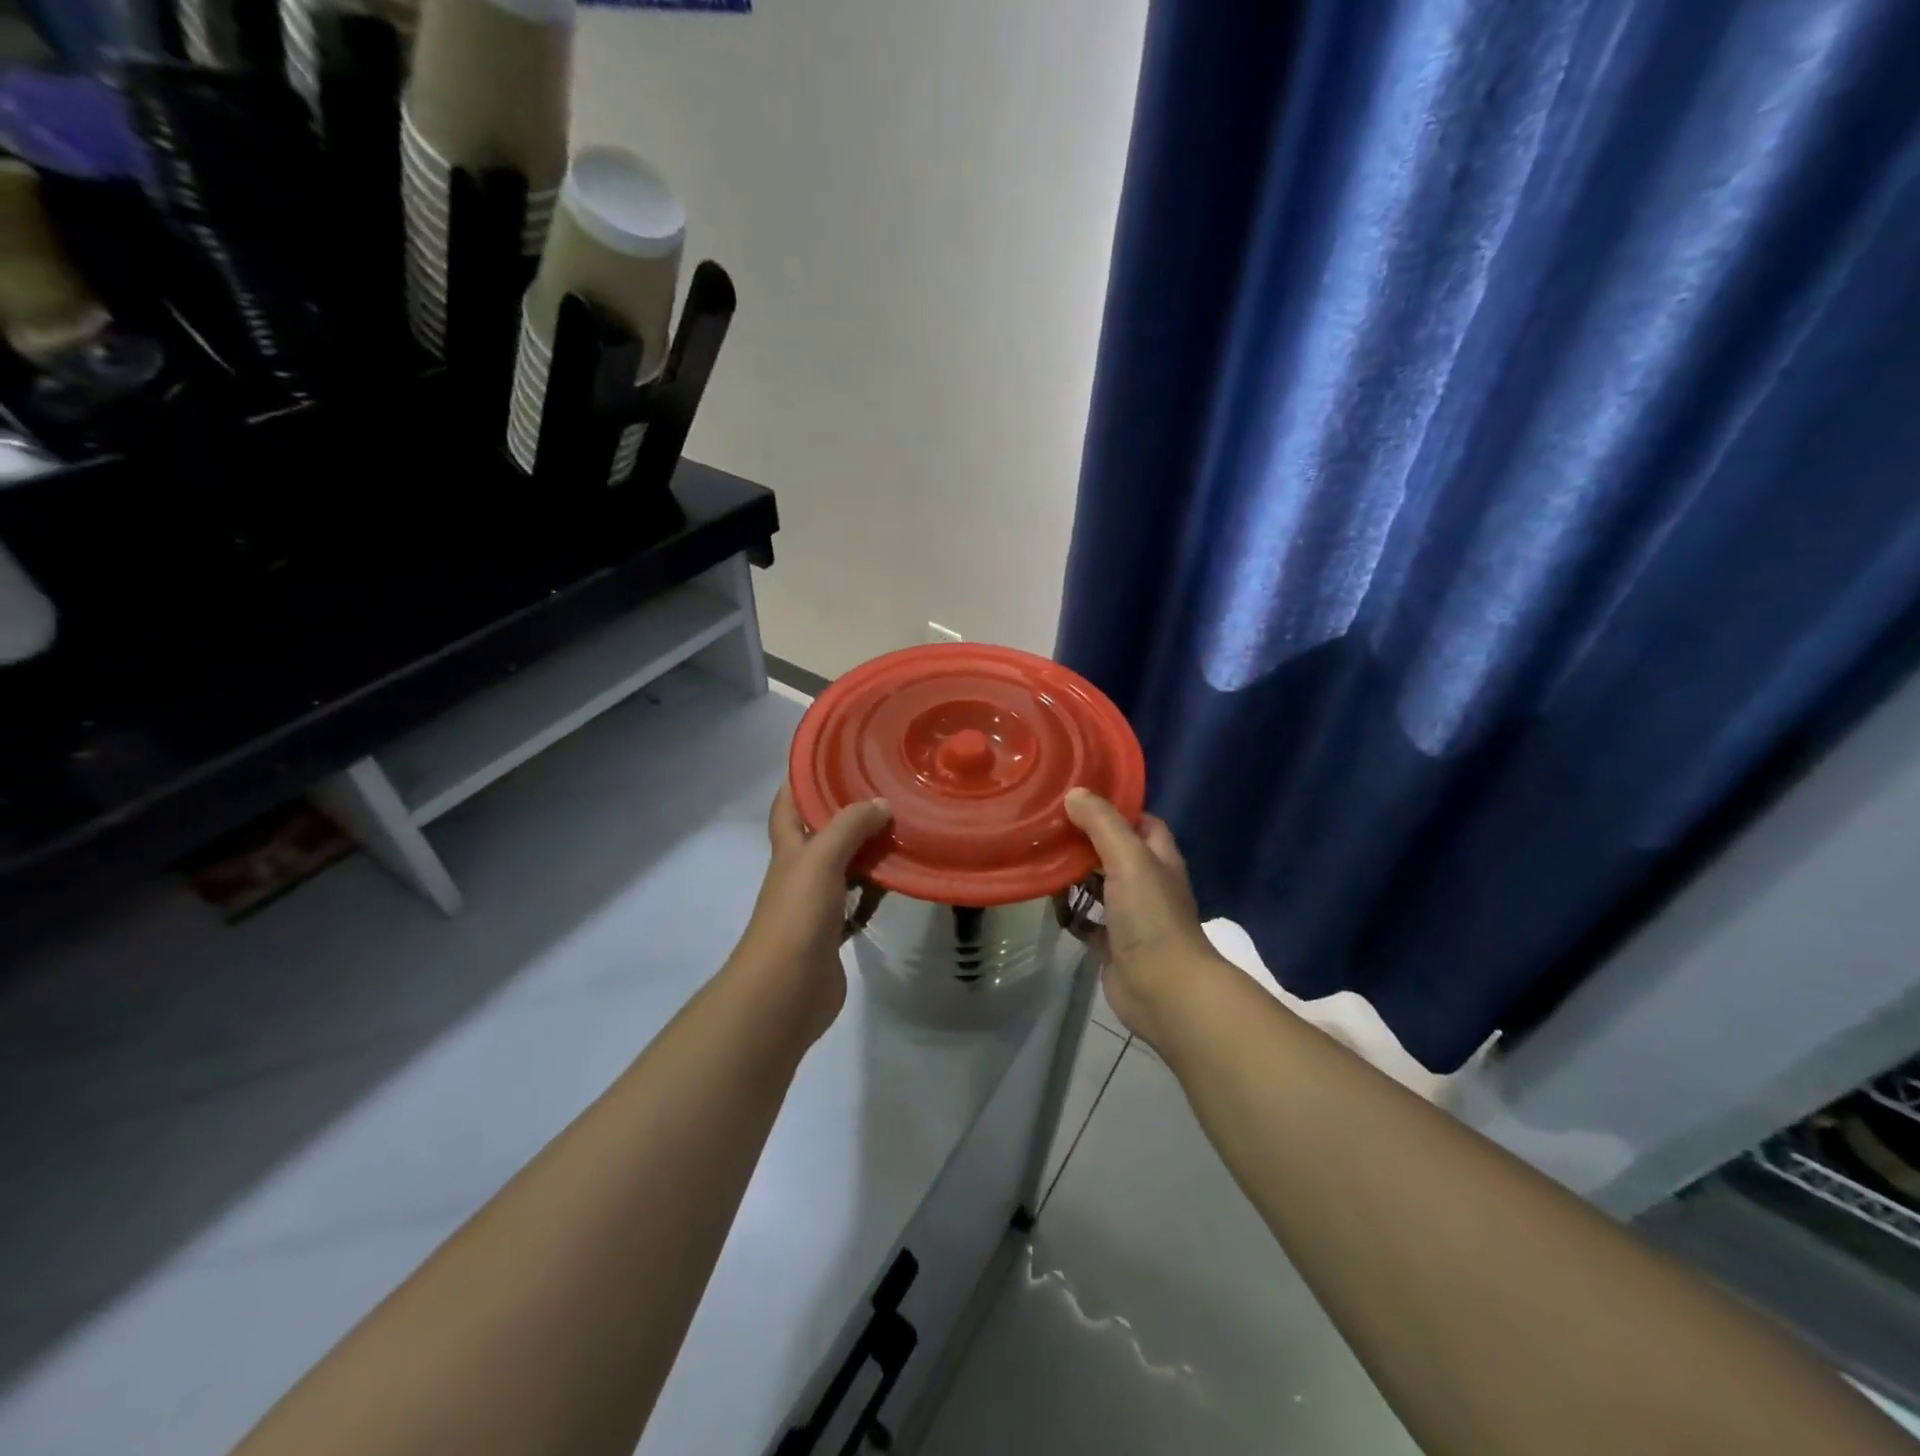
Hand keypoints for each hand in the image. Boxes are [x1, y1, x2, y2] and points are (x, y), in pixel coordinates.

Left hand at [726, 786, 892, 1045]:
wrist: (785, 991)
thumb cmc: (797, 916)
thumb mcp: (820, 859)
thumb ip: (849, 827)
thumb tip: (880, 803)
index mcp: (789, 850)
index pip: (788, 804)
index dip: (802, 779)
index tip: (832, 757)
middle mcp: (800, 872)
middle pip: (821, 834)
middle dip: (847, 812)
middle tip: (886, 791)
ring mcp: (816, 904)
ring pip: (844, 867)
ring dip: (867, 851)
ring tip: (902, 829)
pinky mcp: (833, 933)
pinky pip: (858, 903)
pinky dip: (875, 891)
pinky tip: (900, 880)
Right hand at [1064, 788, 1225, 1050]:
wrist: (1162, 989)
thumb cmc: (1150, 916)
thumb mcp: (1128, 858)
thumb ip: (1102, 824)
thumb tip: (1074, 794)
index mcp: (1159, 858)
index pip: (1140, 821)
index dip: (1114, 808)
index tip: (1078, 798)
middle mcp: (1147, 883)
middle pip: (1114, 851)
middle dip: (1085, 840)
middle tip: (1048, 825)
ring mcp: (1131, 915)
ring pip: (1099, 885)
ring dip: (1074, 875)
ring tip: (1039, 857)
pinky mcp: (1113, 943)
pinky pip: (1087, 920)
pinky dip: (1070, 912)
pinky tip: (1048, 903)